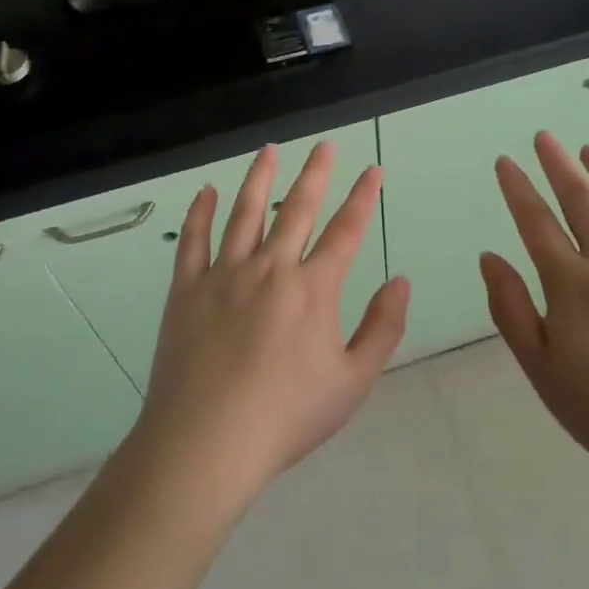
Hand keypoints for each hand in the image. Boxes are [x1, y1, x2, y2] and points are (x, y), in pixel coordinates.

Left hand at [138, 141, 410, 506]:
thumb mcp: (353, 382)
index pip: (346, 231)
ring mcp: (224, 274)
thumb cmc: (286, 417)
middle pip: (298, 209)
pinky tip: (206, 192)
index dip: (362, 197)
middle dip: (316, 173)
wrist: (207, 442)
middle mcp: (271, 268)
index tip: (372, 170)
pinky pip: (193, 240)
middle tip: (325, 145)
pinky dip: (200, 213)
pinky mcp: (187, 289)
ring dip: (260, 178)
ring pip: (245, 212)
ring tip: (269, 150)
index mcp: (313, 289)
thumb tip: (401, 282)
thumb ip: (382, 328)